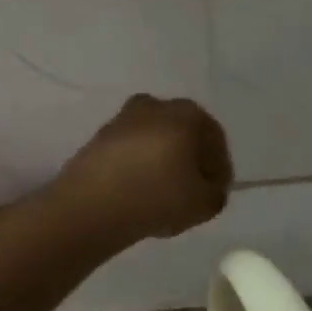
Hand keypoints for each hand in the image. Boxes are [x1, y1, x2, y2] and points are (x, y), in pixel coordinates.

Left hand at [53, 95, 232, 242]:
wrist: (92, 204)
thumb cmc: (158, 196)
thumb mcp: (205, 204)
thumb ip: (216, 193)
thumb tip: (207, 188)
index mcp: (189, 114)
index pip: (215, 140)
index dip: (219, 169)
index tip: (216, 192)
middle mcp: (157, 105)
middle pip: (184, 134)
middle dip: (190, 160)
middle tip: (191, 190)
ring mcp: (124, 118)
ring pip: (155, 140)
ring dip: (162, 161)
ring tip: (162, 193)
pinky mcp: (99, 136)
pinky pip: (131, 150)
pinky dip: (138, 165)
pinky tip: (137, 190)